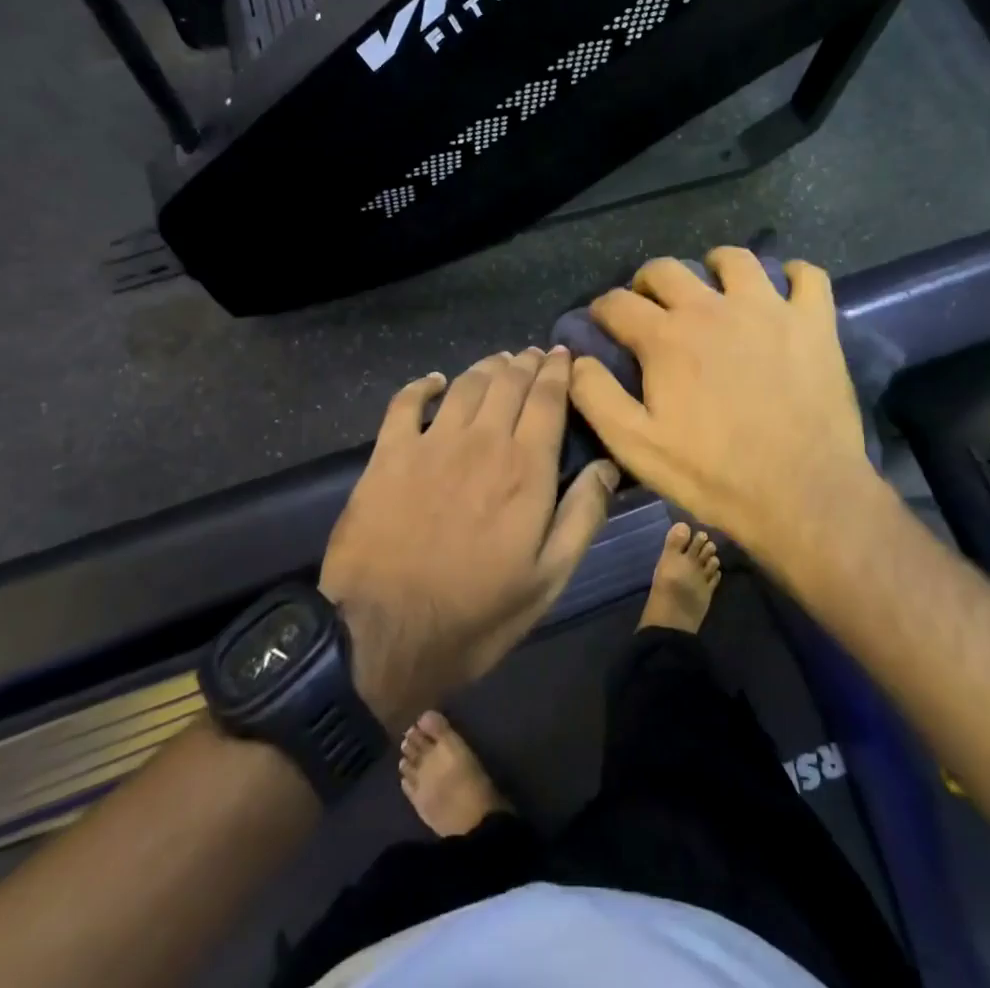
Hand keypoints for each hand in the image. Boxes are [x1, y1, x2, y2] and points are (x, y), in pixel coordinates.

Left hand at [319, 348, 618, 730]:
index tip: (562, 356)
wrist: (382, 635)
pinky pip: (406, 402)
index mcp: (525, 468)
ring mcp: (431, 443)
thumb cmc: (476, 613)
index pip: (547, 400)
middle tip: (533, 355)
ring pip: (465, 384)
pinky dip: (422, 385)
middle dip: (525, 363)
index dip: (557, 372)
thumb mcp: (548, 580)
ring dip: (486, 367)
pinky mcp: (389, 454)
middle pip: (508, 382)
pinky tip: (433, 381)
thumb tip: (607, 466)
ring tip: (498, 362)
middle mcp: (482, 441)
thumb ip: (583, 517)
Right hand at [568, 249, 884, 565]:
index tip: (604, 322)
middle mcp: (711, 308)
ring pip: (735, 259)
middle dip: (648, 281)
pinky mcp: (813, 322)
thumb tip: (576, 359)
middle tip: (653, 306)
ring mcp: (767, 309)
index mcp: (665, 337)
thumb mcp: (636, 446)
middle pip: (667, 269)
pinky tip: (785, 290)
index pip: (618, 303)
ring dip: (716, 265)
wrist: (802, 493)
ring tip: (715, 287)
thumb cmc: (714, 474)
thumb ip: (596, 397)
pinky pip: (807, 276)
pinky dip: (794, 275)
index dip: (603, 309)